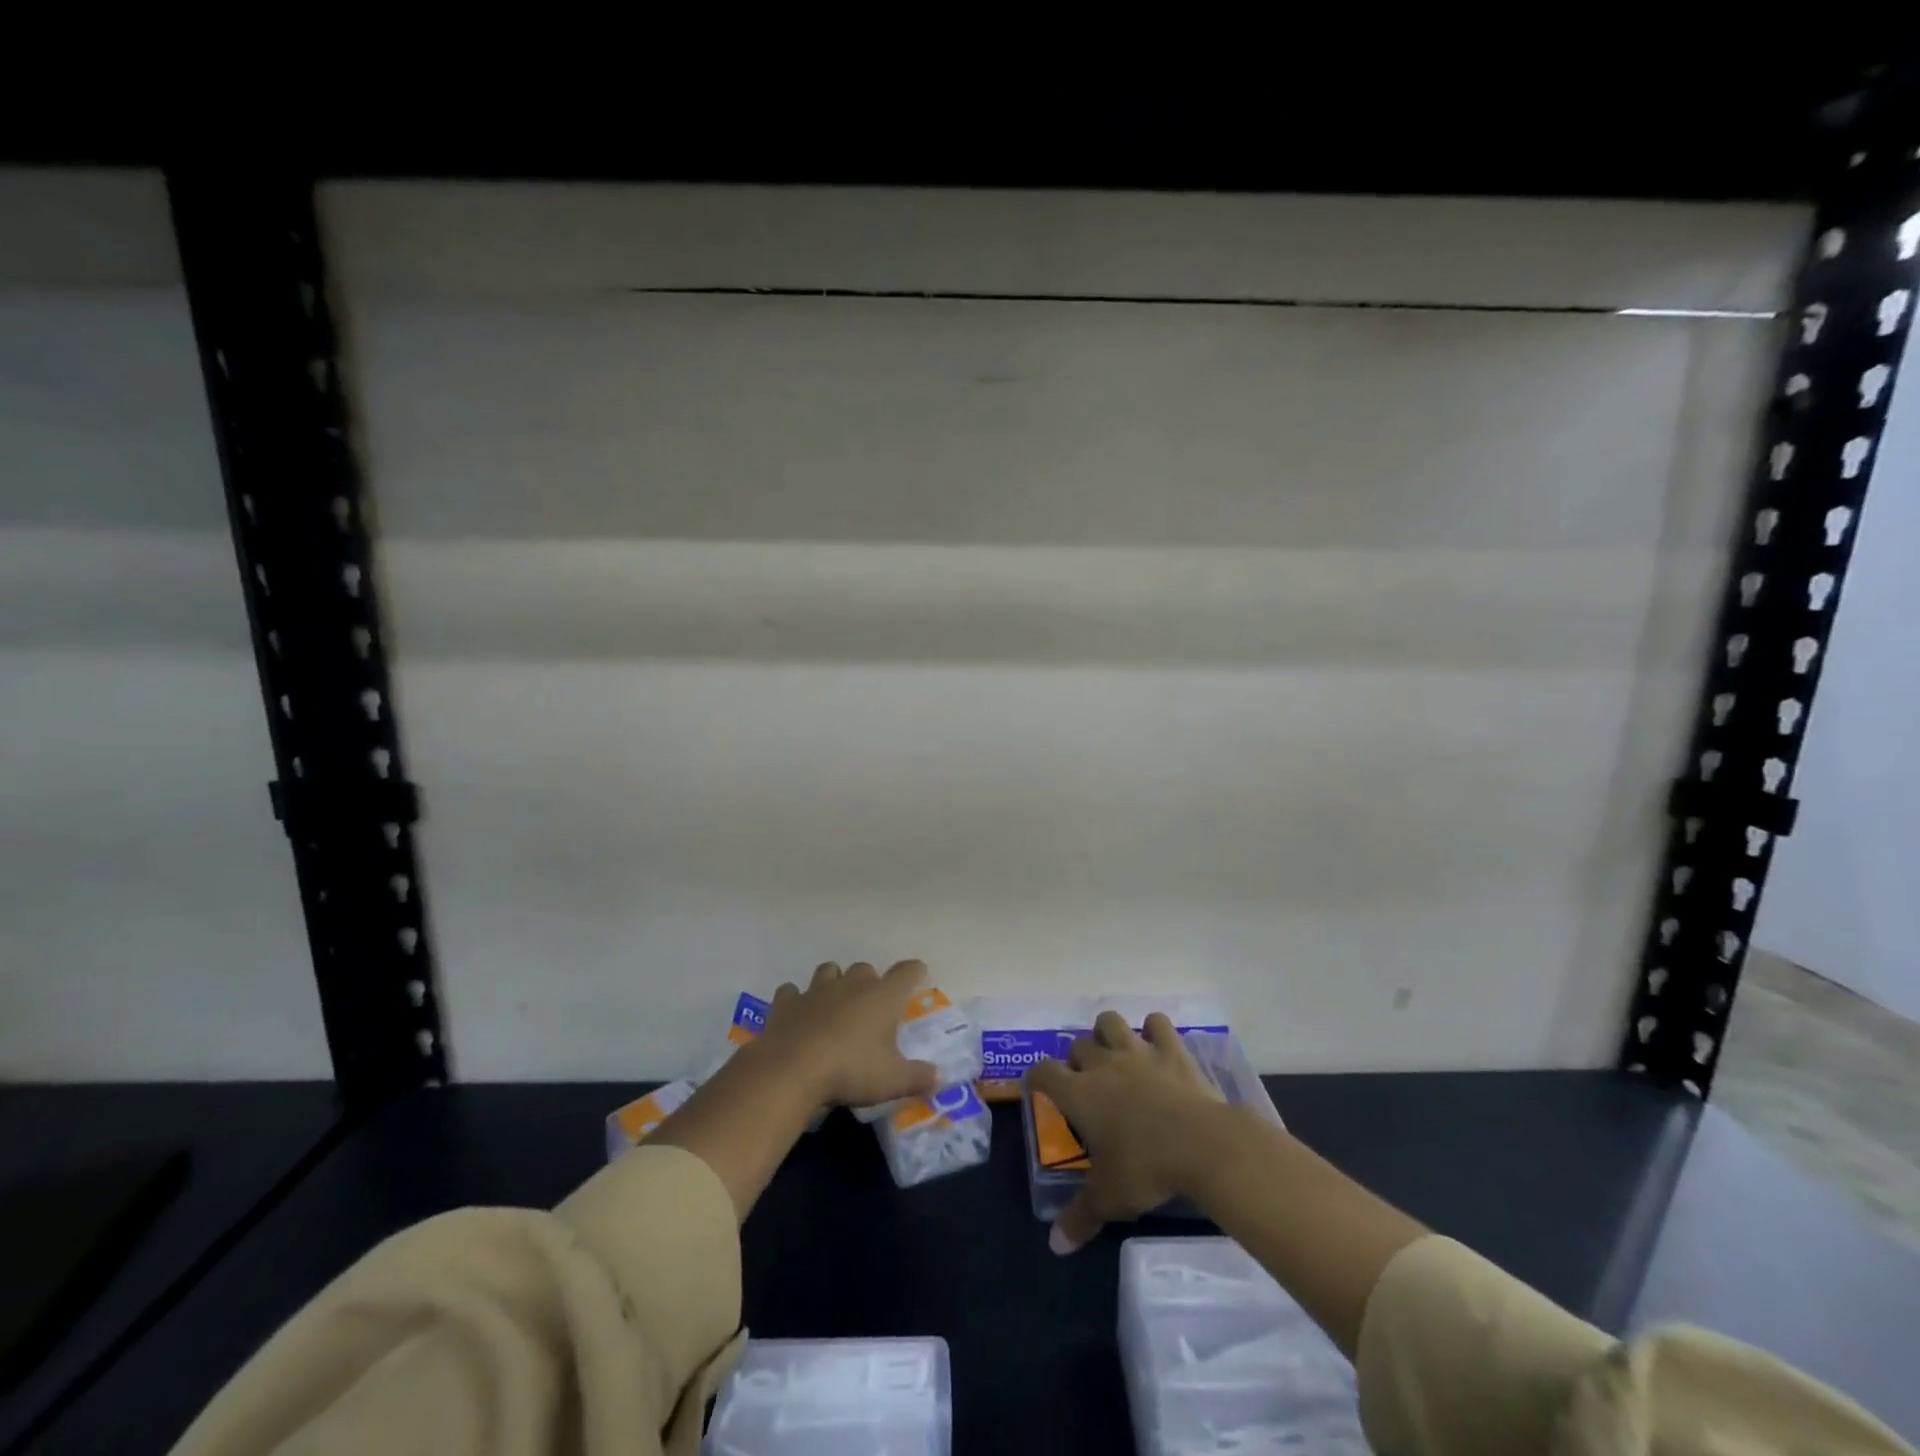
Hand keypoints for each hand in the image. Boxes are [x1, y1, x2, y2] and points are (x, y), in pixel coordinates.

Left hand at [755, 960, 939, 1110]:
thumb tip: (941, 1077)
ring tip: (835, 1004)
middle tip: (871, 1007)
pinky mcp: (787, 1002)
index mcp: (882, 997)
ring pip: (829, 970)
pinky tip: (798, 1015)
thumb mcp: (893, 1081)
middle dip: (870, 982)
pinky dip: (796, 1000)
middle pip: (865, 968)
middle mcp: (851, 984)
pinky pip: (792, 991)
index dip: (915, 972)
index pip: (907, 972)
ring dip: (834, 982)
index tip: (919, 977)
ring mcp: (816, 990)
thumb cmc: (851, 1071)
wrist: (792, 1071)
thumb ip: (919, 1077)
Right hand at [1024, 1010, 1225, 1253]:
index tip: (1038, 1087)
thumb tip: (1055, 1246)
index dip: (1036, 1077)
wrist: (1201, 1145)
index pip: (1043, 1072)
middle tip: (1086, 1083)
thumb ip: (1080, 1217)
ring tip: (1115, 1053)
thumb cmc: (1146, 1169)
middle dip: (1077, 1059)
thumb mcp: (1109, 1199)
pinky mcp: (1171, 1049)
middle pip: (1077, 1045)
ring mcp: (1137, 1051)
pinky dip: (1154, 1029)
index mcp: (1079, 1094)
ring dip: (1107, 1033)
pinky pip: (1157, 1022)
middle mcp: (1102, 1064)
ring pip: (1110, 1022)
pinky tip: (1157, 1044)